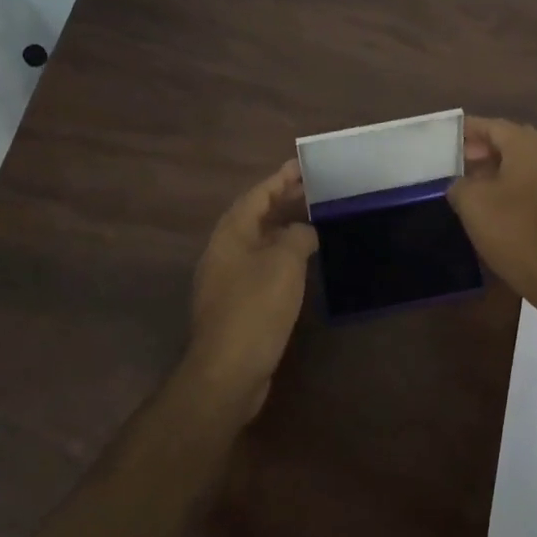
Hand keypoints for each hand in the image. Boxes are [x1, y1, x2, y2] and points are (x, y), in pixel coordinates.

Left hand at [187, 160, 317, 417]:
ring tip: (312, 221)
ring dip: (282, 229)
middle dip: (282, 202)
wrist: (229, 370)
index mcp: (230, 234)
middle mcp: (223, 252)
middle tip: (313, 190)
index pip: (256, 196)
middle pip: (254, 217)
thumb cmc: (256, 307)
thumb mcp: (284, 262)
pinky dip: (281, 255)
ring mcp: (227, 280)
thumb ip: (296, 236)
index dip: (279, 179)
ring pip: (258, 243)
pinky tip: (301, 262)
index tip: (302, 166)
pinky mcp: (236, 304)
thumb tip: (303, 231)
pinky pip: (260, 266)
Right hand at [449, 118, 536, 316]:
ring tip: (468, 183)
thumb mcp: (473, 203)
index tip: (444, 137)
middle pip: (509, 141)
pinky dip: (509, 185)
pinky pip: (530, 183)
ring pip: (521, 163)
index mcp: (527, 146)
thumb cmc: (515, 231)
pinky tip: (491, 205)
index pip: (493, 125)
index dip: (467, 129)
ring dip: (495, 167)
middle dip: (482, 147)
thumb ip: (459, 184)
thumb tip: (460, 183)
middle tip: (455, 161)